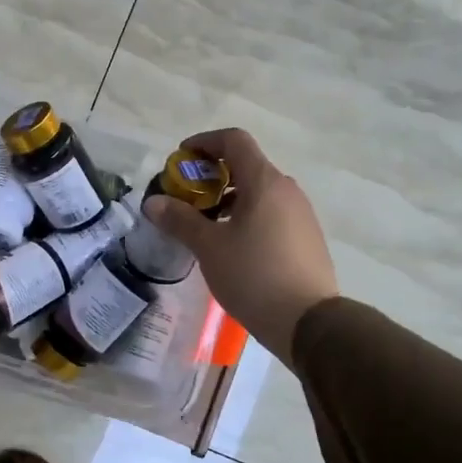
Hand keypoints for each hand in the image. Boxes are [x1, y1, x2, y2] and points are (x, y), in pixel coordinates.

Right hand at [143, 128, 338, 366]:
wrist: (308, 321)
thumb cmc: (254, 275)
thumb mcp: (209, 247)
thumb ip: (180, 220)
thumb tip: (154, 202)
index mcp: (264, 182)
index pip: (234, 140)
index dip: (204, 142)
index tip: (181, 159)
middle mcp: (287, 190)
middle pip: (246, 166)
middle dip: (212, 176)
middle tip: (186, 198)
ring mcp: (301, 214)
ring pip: (259, 192)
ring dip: (228, 198)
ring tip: (205, 225)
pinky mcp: (306, 237)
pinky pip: (271, 213)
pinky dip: (246, 216)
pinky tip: (232, 246)